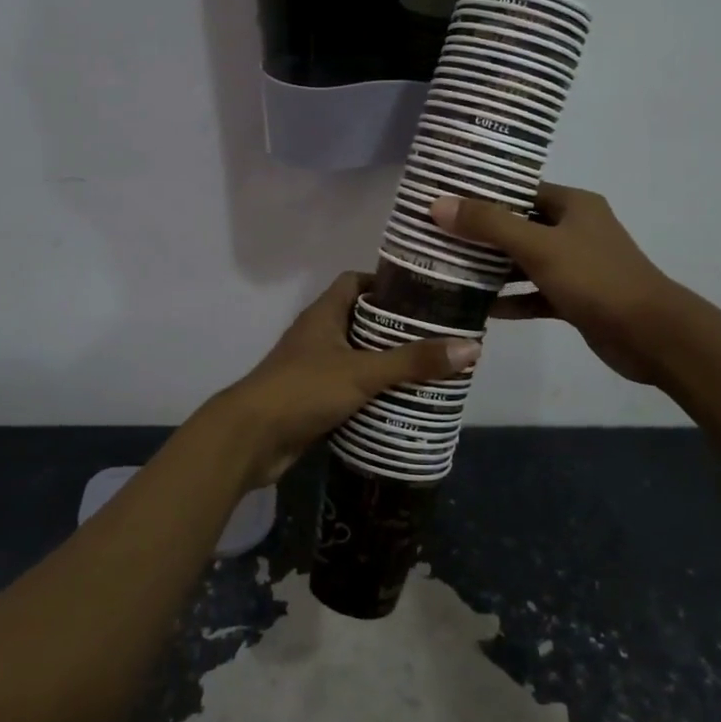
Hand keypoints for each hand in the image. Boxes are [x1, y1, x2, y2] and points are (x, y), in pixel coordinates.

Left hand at [208, 272, 480, 489]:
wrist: (250, 439)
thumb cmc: (303, 390)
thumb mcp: (363, 372)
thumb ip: (413, 361)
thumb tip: (470, 347)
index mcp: (323, 314)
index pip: (355, 282)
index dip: (386, 283)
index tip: (423, 294)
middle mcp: (317, 335)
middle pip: (360, 320)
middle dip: (396, 328)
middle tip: (436, 337)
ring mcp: (312, 368)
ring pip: (356, 357)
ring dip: (386, 364)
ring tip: (428, 370)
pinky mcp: (312, 400)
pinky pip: (349, 389)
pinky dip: (371, 393)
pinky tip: (401, 403)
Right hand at [431, 185, 680, 386]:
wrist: (651, 335)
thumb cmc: (596, 279)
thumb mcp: (538, 246)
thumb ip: (489, 225)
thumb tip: (439, 205)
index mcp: (573, 205)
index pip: (520, 191)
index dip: (483, 194)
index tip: (444, 200)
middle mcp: (575, 230)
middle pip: (518, 226)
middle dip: (481, 234)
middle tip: (436, 237)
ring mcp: (576, 266)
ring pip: (524, 262)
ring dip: (493, 268)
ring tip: (449, 270)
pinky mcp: (574, 299)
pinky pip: (534, 294)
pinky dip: (512, 299)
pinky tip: (481, 309)